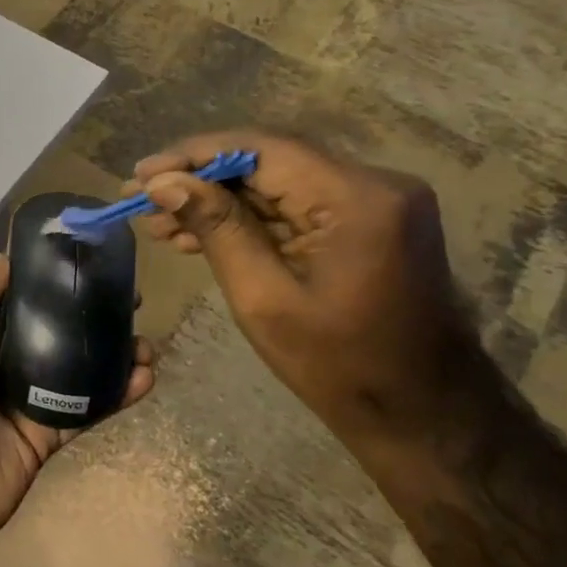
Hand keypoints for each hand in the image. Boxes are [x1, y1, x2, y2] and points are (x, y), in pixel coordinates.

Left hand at [0, 255, 155, 566]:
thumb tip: (5, 260)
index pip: (16, 294)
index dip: (49, 276)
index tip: (88, 259)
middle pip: (52, 326)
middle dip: (89, 310)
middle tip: (132, 298)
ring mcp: (24, 397)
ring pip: (76, 365)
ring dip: (111, 351)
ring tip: (147, 341)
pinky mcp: (45, 433)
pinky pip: (85, 407)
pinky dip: (116, 393)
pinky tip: (145, 377)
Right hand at [131, 131, 473, 450]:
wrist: (425, 416)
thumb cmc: (341, 368)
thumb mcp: (264, 299)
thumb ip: (216, 229)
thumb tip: (163, 182)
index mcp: (357, 199)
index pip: (261, 149)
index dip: (193, 156)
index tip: (141, 175)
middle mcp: (375, 183)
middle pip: (269, 161)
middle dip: (200, 179)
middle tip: (142, 201)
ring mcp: (377, 201)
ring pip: (278, 182)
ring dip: (219, 200)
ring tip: (161, 224)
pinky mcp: (371, 220)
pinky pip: (297, 205)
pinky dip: (250, 217)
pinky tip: (201, 234)